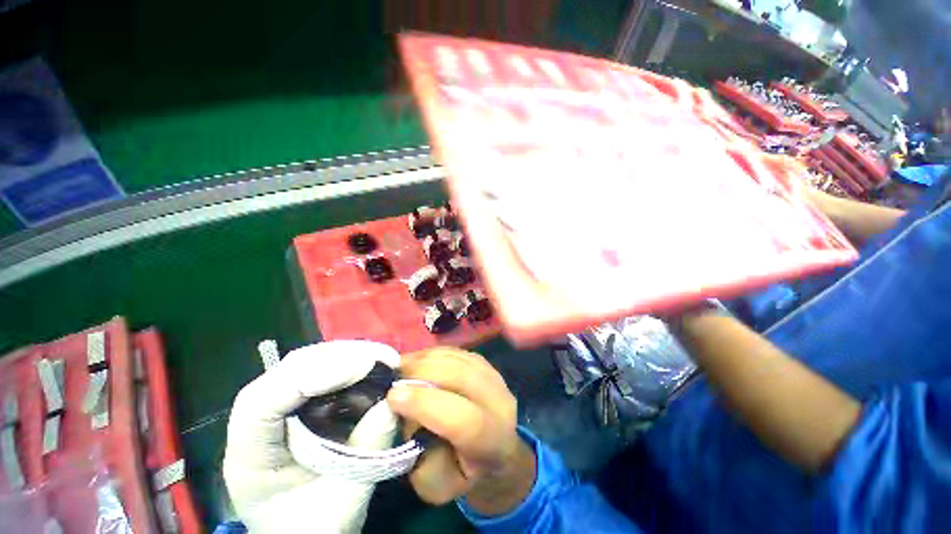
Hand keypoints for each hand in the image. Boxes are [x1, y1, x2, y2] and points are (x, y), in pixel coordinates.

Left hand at [223, 341, 400, 533]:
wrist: (305, 531)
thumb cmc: (315, 525)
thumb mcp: (344, 500)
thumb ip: (367, 452)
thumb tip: (393, 402)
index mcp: (250, 457)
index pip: (263, 403)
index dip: (312, 377)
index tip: (363, 367)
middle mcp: (256, 423)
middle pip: (286, 371)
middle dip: (337, 358)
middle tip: (380, 358)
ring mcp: (276, 408)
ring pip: (303, 363)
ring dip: (344, 355)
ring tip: (379, 359)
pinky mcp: (298, 402)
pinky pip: (319, 370)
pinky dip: (346, 363)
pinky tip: (368, 366)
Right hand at [386, 348, 536, 515]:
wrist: (495, 451)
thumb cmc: (464, 474)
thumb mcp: (438, 488)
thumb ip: (420, 460)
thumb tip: (406, 415)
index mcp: (492, 441)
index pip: (463, 419)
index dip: (426, 404)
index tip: (392, 396)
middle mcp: (499, 402)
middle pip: (461, 377)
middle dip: (421, 373)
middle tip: (392, 378)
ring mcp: (495, 377)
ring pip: (457, 359)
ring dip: (424, 360)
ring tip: (400, 368)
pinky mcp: (485, 363)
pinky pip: (456, 352)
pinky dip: (432, 354)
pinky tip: (416, 362)